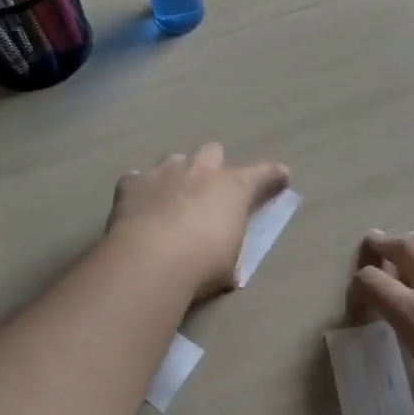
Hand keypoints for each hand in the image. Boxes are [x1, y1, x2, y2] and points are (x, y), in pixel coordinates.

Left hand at [106, 142, 289, 301]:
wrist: (152, 259)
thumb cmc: (203, 264)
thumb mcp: (229, 262)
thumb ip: (229, 248)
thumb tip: (225, 258)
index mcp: (232, 187)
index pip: (262, 174)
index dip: (272, 174)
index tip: (281, 175)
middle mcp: (200, 170)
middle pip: (212, 150)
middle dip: (212, 165)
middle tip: (209, 188)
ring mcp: (164, 173)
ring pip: (174, 159)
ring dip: (176, 174)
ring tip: (172, 197)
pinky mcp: (132, 183)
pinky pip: (137, 178)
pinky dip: (140, 189)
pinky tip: (139, 205)